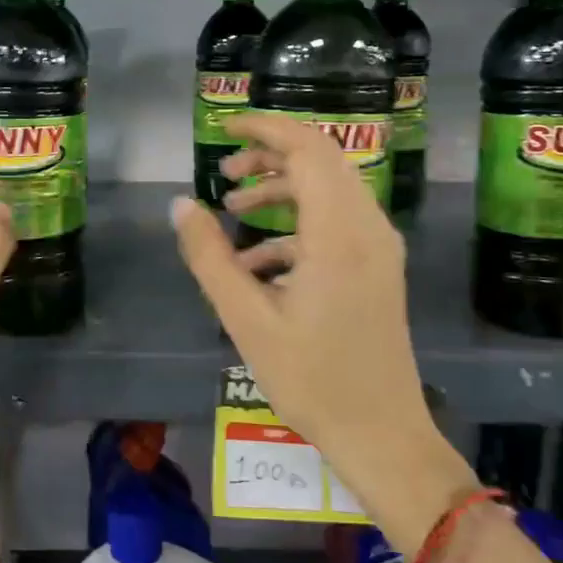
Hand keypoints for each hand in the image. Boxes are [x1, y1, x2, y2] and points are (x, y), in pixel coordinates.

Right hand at [171, 112, 453, 480]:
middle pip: (322, 160)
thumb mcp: (246, 318)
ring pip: (330, 189)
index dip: (266, 129)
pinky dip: (296, 224)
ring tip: (233, 209)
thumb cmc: (311, 379)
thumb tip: (180, 204)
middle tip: (225, 174)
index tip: (224, 128)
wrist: (382, 434)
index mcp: (339, 234)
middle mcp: (368, 228)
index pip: (308, 149)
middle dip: (270, 156)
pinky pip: (336, 223)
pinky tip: (257, 262)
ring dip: (282, 189)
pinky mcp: (378, 268)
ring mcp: (378, 248)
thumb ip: (209, 256)